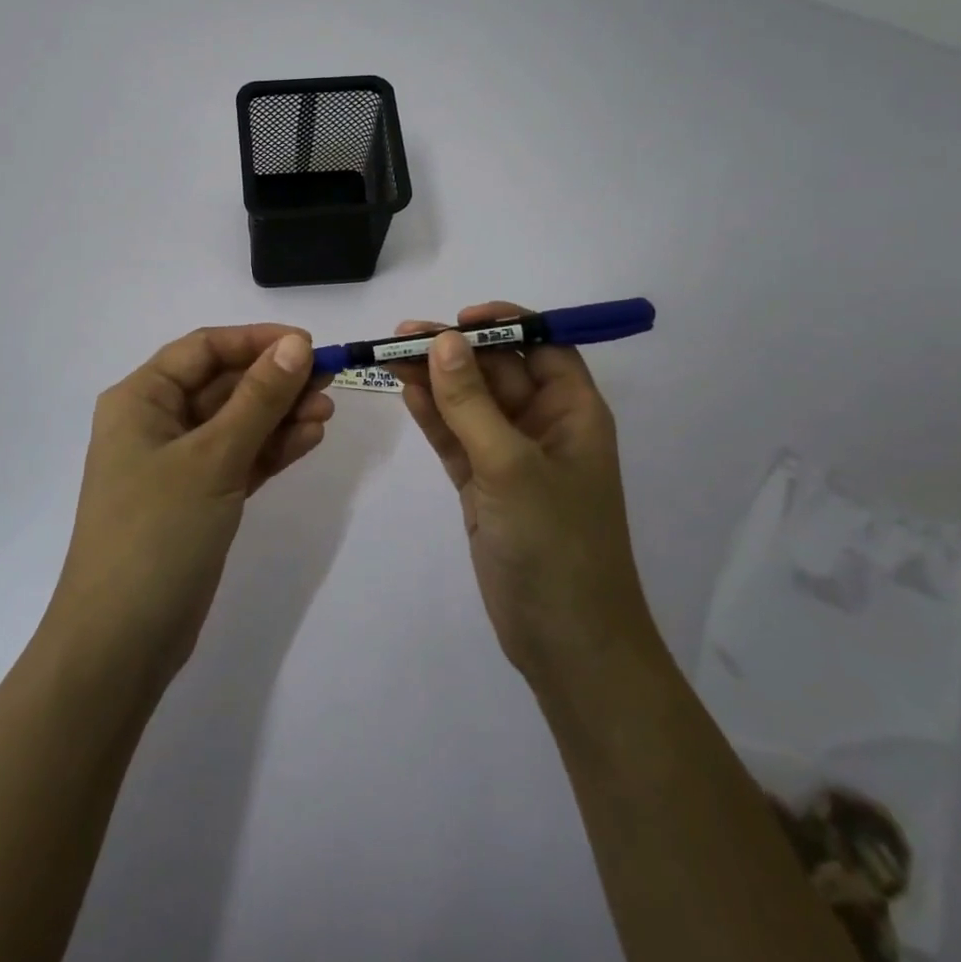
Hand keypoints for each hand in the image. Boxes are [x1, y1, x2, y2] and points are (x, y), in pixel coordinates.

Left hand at [46, 325, 334, 688]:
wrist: (121, 641)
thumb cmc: (157, 532)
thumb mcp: (212, 457)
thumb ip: (258, 400)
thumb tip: (296, 345)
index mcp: (141, 399)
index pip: (204, 349)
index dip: (256, 341)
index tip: (309, 345)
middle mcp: (156, 422)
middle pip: (223, 385)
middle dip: (275, 381)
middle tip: (330, 381)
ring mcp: (177, 464)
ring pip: (237, 423)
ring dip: (280, 414)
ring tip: (328, 412)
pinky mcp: (198, 498)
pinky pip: (240, 458)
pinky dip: (272, 448)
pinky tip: (310, 438)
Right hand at [389, 302, 652, 688]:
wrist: (566, 642)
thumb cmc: (555, 544)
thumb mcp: (511, 466)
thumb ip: (472, 403)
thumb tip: (443, 340)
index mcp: (572, 411)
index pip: (541, 346)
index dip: (503, 325)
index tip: (458, 319)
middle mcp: (543, 425)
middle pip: (495, 371)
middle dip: (452, 351)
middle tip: (400, 336)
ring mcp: (509, 456)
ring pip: (468, 402)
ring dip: (434, 378)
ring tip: (388, 355)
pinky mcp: (482, 484)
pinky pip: (454, 436)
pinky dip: (431, 415)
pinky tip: (404, 390)